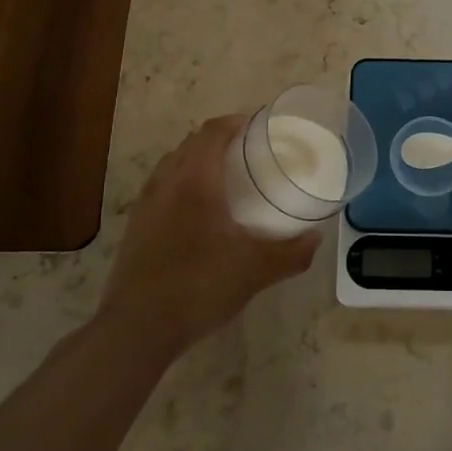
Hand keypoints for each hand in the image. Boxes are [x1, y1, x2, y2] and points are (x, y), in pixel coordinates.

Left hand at [97, 115, 319, 357]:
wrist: (136, 329)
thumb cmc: (199, 287)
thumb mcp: (255, 271)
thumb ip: (291, 252)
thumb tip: (316, 237)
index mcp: (195, 181)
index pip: (212, 132)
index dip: (235, 121)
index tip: (258, 125)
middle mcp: (166, 183)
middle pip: (191, 144)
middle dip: (218, 139)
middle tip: (248, 152)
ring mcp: (145, 205)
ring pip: (172, 165)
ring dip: (197, 161)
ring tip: (224, 178)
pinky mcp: (135, 227)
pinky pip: (161, 189)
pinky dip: (181, 184)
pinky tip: (197, 214)